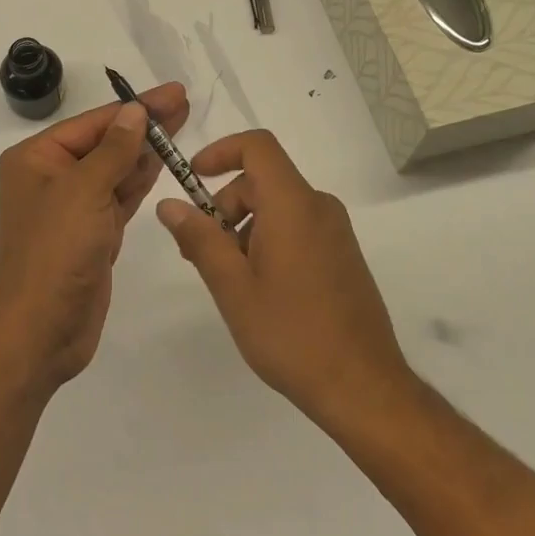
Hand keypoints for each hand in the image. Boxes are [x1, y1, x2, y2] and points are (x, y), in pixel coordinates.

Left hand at [0, 83, 188, 393]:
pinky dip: (142, 179)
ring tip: (182, 124)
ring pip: (116, 168)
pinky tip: (165, 161)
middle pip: (106, 142)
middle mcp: (52, 176)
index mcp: (37, 158)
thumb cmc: (56, 250)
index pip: (94, 123)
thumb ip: (115, 149)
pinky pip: (121, 196)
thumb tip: (135, 111)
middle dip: (144, 124)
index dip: (135, 107)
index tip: (173, 92)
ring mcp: (74, 206)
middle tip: (184, 103)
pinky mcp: (93, 232)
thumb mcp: (85, 190)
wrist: (42, 330)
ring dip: (147, 149)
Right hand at [156, 130, 411, 429]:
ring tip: (230, 279)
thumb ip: (199, 239)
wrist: (365, 389)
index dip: (221, 150)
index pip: (257, 146)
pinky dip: (269, 239)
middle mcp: (319, 206)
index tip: (193, 178)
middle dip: (225, 204)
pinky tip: (260, 289)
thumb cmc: (292, 334)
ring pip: (278, 206)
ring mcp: (335, 231)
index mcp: (293, 204)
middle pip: (262, 180)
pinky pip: (297, 226)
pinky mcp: (343, 254)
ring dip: (245, 227)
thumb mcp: (233, 288)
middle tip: (200, 250)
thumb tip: (169, 205)